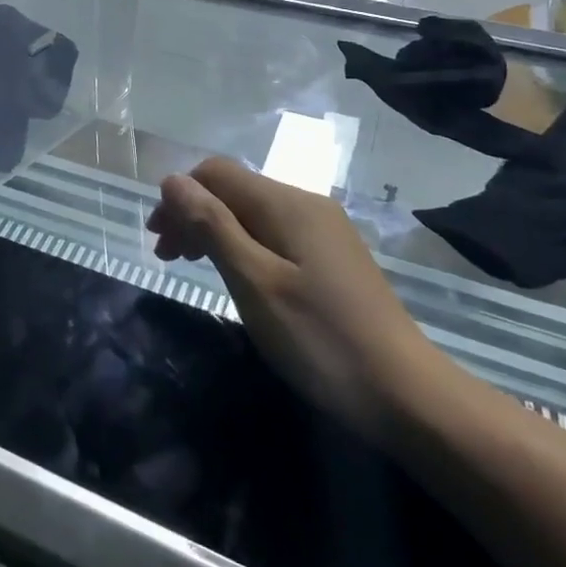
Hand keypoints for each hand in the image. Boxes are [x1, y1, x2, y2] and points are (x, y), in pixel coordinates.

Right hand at [147, 157, 439, 435]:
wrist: (407, 394)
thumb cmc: (320, 338)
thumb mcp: (254, 282)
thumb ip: (212, 226)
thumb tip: (172, 180)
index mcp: (286, 203)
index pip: (216, 172)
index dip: (179, 197)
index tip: (159, 241)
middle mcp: (306, 204)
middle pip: (234, 190)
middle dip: (193, 214)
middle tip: (167, 258)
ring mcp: (324, 231)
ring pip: (254, 213)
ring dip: (216, 231)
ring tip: (194, 266)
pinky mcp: (333, 257)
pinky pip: (275, 233)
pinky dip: (243, 246)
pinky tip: (239, 276)